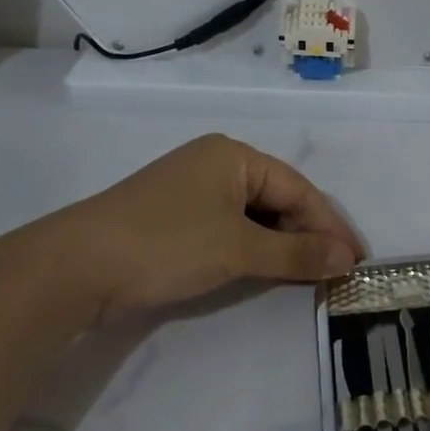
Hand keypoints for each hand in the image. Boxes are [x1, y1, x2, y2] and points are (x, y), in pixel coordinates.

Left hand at [18, 134, 364, 328]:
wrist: (73, 269)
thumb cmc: (166, 244)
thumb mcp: (238, 249)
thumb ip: (296, 254)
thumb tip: (348, 259)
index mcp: (234, 155)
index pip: (298, 189)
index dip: (329, 225)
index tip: (357, 260)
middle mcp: (216, 164)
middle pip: (278, 200)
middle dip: (308, 235)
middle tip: (336, 271)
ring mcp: (192, 191)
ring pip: (254, 217)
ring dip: (281, 246)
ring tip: (308, 275)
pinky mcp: (175, 219)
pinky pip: (230, 229)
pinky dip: (252, 250)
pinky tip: (266, 271)